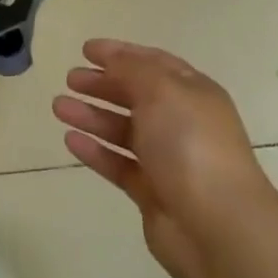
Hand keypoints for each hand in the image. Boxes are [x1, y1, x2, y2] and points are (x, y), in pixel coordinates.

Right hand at [52, 39, 272, 277]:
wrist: (219, 228)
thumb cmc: (191, 144)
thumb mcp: (161, 90)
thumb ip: (132, 69)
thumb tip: (112, 59)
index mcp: (192, 92)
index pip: (152, 63)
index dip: (120, 53)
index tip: (86, 49)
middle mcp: (181, 122)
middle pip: (136, 96)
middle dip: (102, 84)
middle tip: (70, 79)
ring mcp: (168, 160)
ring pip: (123, 130)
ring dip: (92, 115)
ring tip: (58, 107)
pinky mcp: (152, 193)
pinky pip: (118, 164)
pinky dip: (96, 151)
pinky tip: (70, 140)